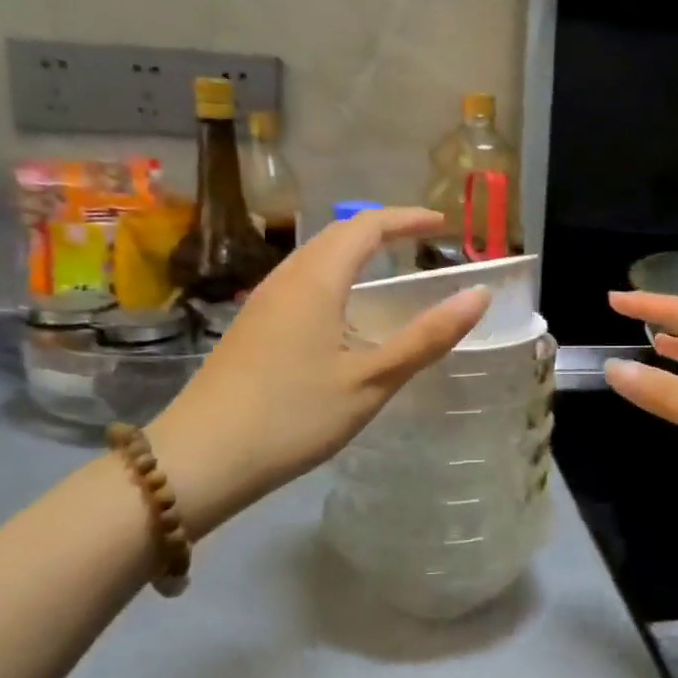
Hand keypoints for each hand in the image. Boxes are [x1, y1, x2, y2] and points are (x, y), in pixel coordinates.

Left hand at [149, 208, 488, 536]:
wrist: (198, 459)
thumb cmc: (293, 416)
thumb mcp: (371, 381)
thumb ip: (427, 337)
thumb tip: (478, 296)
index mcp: (317, 280)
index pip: (366, 225)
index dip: (406, 218)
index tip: (441, 224)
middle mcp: (286, 279)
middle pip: (336, 234)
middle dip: (381, 229)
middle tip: (419, 242)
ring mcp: (261, 302)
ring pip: (313, 257)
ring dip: (353, 251)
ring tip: (386, 269)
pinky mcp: (250, 327)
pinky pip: (299, 281)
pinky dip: (333, 276)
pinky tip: (341, 312)